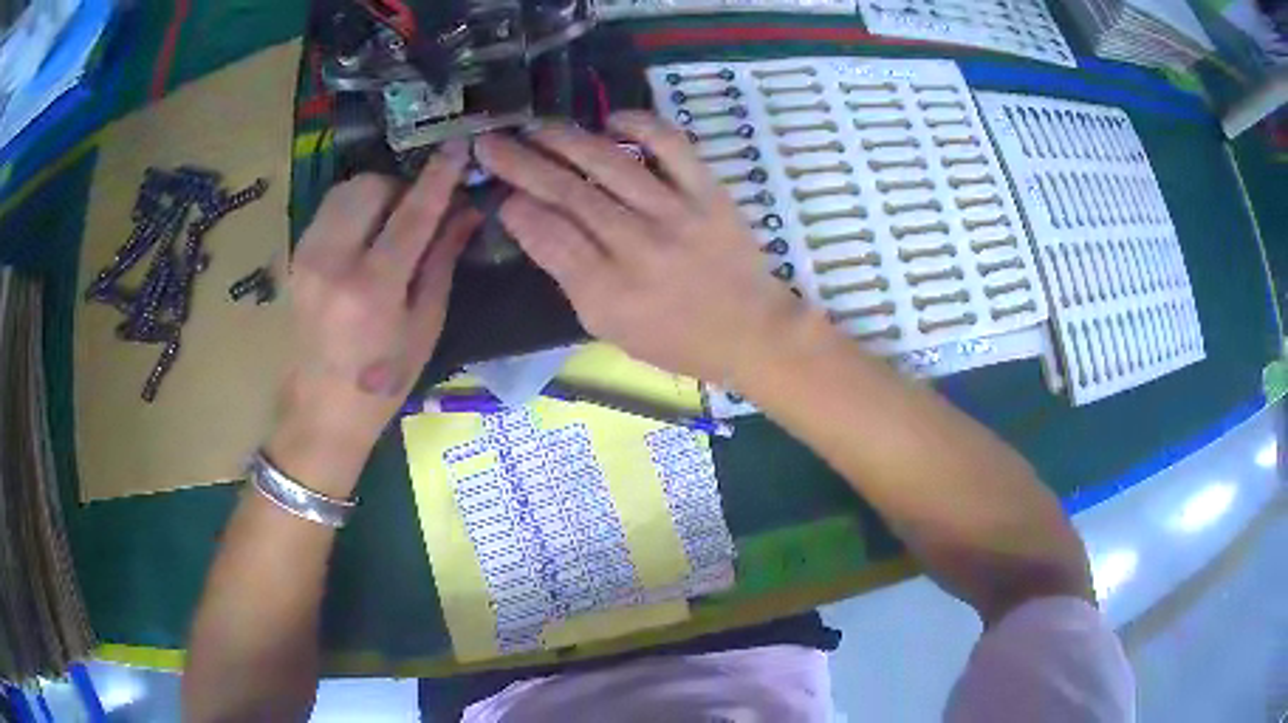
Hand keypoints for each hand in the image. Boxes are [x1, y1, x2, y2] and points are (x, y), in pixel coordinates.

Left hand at [268, 147, 476, 493]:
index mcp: (371, 288)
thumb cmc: (383, 379)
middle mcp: (332, 263)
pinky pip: (329, 211)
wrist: (322, 409)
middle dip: (398, 188)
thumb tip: (466, 210)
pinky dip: (353, 211)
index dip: (438, 177)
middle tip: (415, 213)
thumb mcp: (425, 324)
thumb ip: (441, 259)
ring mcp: (306, 258)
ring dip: (374, 196)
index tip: (457, 147)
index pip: (411, 214)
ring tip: (389, 226)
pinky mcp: (295, 258)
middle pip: (369, 187)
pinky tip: (364, 239)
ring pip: (344, 192)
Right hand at [475, 113, 805, 383]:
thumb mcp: (609, 327)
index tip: (499, 192)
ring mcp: (676, 214)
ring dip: (564, 139)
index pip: (549, 238)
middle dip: (520, 164)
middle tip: (490, 143)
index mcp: (609, 293)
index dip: (518, 209)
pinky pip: (671, 146)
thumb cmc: (675, 340)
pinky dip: (639, 124)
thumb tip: (532, 222)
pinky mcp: (708, 192)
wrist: (750, 331)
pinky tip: (609, 119)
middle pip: (568, 194)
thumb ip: (569, 276)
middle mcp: (638, 248)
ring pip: (609, 163)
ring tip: (535, 128)